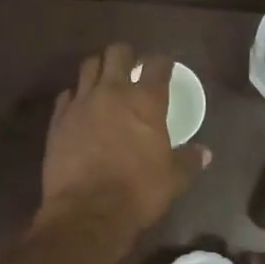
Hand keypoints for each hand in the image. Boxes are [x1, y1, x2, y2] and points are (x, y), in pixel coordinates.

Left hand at [40, 43, 207, 234]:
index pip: (157, 64)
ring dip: (98, 67)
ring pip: (88, 66)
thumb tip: (206, 153)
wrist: (87, 211)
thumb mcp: (173, 179)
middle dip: (126, 55)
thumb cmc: (138, 192)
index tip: (164, 67)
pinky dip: (75, 95)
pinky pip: (66, 95)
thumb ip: (189, 161)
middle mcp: (113, 92)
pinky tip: (80, 106)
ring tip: (104, 79)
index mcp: (146, 101)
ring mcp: (81, 103)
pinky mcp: (58, 119)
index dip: (162, 62)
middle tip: (131, 67)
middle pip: (117, 52)